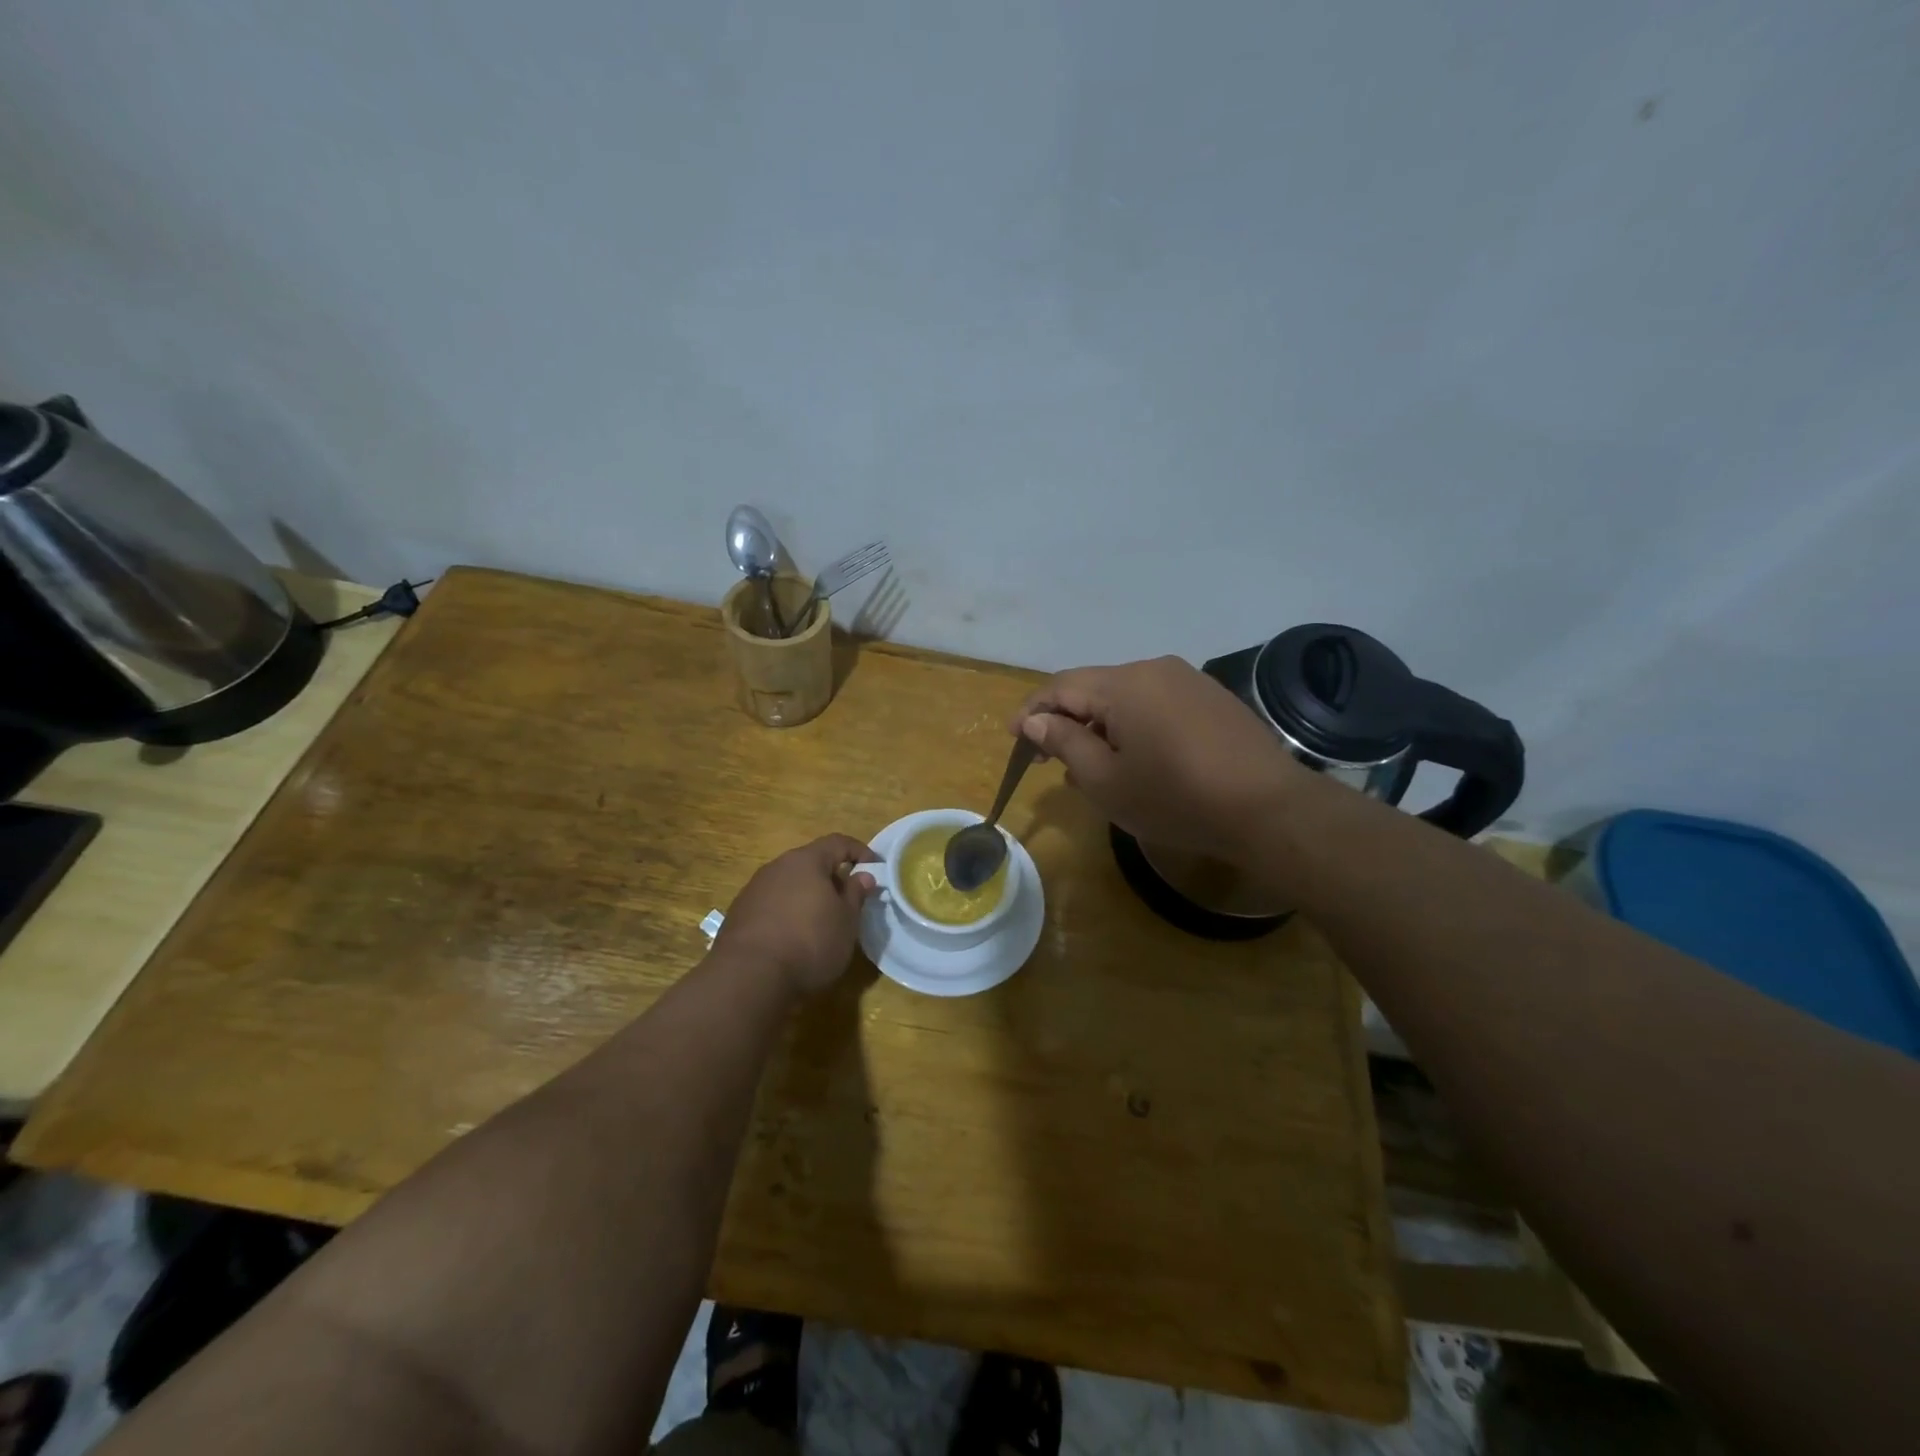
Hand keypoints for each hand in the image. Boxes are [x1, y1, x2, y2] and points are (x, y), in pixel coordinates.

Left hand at [716, 834, 879, 994]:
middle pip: (810, 863)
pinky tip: (792, 938)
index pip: (838, 842)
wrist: (748, 977)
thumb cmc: (809, 942)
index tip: (875, 868)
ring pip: (789, 884)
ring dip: (807, 896)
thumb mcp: (846, 921)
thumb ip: (856, 894)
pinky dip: (787, 913)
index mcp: (806, 861)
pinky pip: (772, 904)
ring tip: (821, 922)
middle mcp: (777, 867)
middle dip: (832, 877)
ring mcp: (754, 889)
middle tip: (848, 901)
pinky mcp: (739, 914)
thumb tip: (863, 876)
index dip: (859, 851)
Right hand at [1011, 657, 1305, 855]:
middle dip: (1066, 721)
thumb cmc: (1175, 798)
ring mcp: (1188, 681)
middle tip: (1049, 759)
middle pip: (1093, 688)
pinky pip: (1156, 704)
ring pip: (1125, 697)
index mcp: (1123, 684)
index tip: (1015, 740)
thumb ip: (1064, 742)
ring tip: (1092, 767)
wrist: (1268, 809)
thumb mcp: (1106, 780)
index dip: (1032, 711)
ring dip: (1100, 726)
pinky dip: (1133, 726)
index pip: (1061, 686)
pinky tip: (1137, 759)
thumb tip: (1035, 719)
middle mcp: (1154, 669)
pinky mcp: (1212, 698)